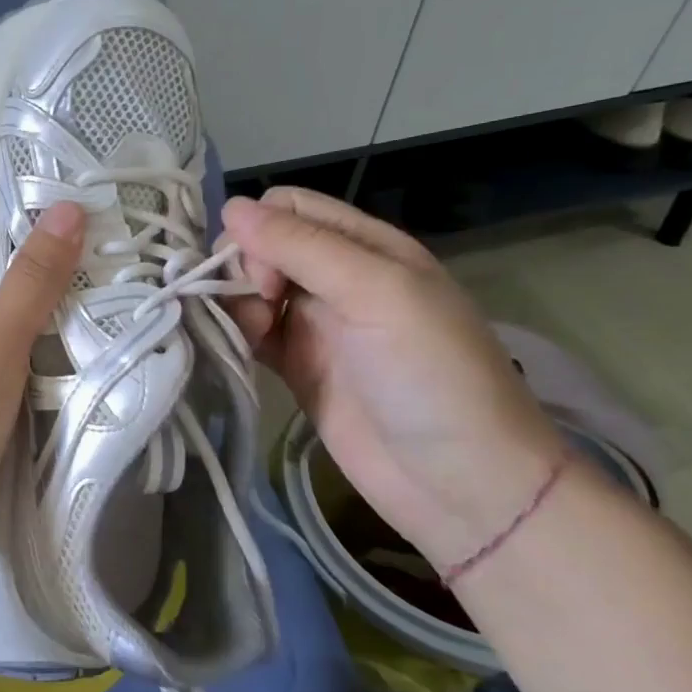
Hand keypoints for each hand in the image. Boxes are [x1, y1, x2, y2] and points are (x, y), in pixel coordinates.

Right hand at [221, 188, 563, 571]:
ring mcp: (316, 325)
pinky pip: (252, 332)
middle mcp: (338, 278)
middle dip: (244, 267)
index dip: (262, 229)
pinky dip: (236, 332)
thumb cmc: (431, 376)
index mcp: (367, 247)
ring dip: (236, 302)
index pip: (290, 207)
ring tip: (251, 336)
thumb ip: (302, 247)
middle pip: (263, 246)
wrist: (461, 485)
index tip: (264, 274)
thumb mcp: (376, 293)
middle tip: (261, 307)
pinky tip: (239, 348)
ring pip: (251, 288)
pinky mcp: (297, 367)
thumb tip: (230, 207)